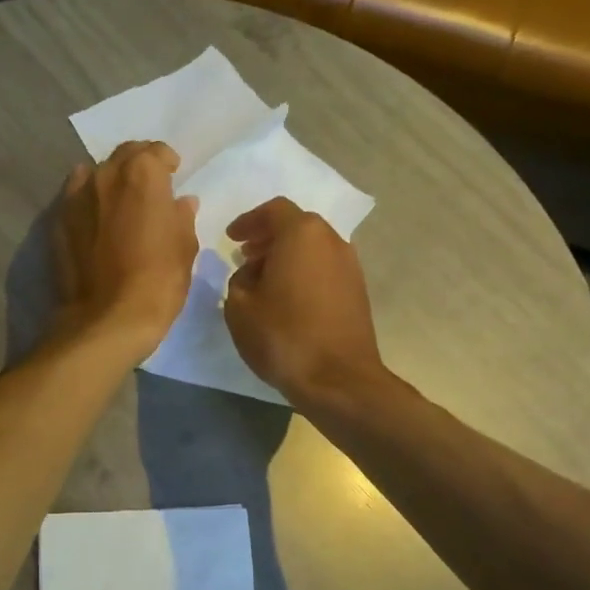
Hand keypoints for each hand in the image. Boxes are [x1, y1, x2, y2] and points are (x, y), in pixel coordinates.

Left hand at [52, 142, 199, 361]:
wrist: (107, 318)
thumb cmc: (158, 281)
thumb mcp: (184, 247)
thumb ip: (181, 217)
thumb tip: (180, 203)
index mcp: (142, 173)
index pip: (156, 152)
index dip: (167, 164)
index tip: (173, 177)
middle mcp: (105, 174)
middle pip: (123, 156)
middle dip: (138, 165)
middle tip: (148, 188)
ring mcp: (76, 196)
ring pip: (95, 174)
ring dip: (110, 181)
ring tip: (119, 204)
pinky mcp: (57, 221)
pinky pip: (75, 198)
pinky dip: (88, 201)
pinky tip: (96, 221)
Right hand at [223, 198, 383, 404]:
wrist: (337, 378)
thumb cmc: (283, 336)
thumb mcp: (239, 307)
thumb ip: (239, 280)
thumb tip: (252, 273)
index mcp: (301, 234)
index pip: (274, 210)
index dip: (249, 221)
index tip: (231, 238)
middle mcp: (331, 240)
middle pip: (297, 226)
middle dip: (269, 237)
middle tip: (246, 256)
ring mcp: (350, 265)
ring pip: (313, 248)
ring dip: (287, 256)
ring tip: (264, 280)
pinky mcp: (357, 291)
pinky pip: (324, 268)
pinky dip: (303, 272)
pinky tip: (287, 298)